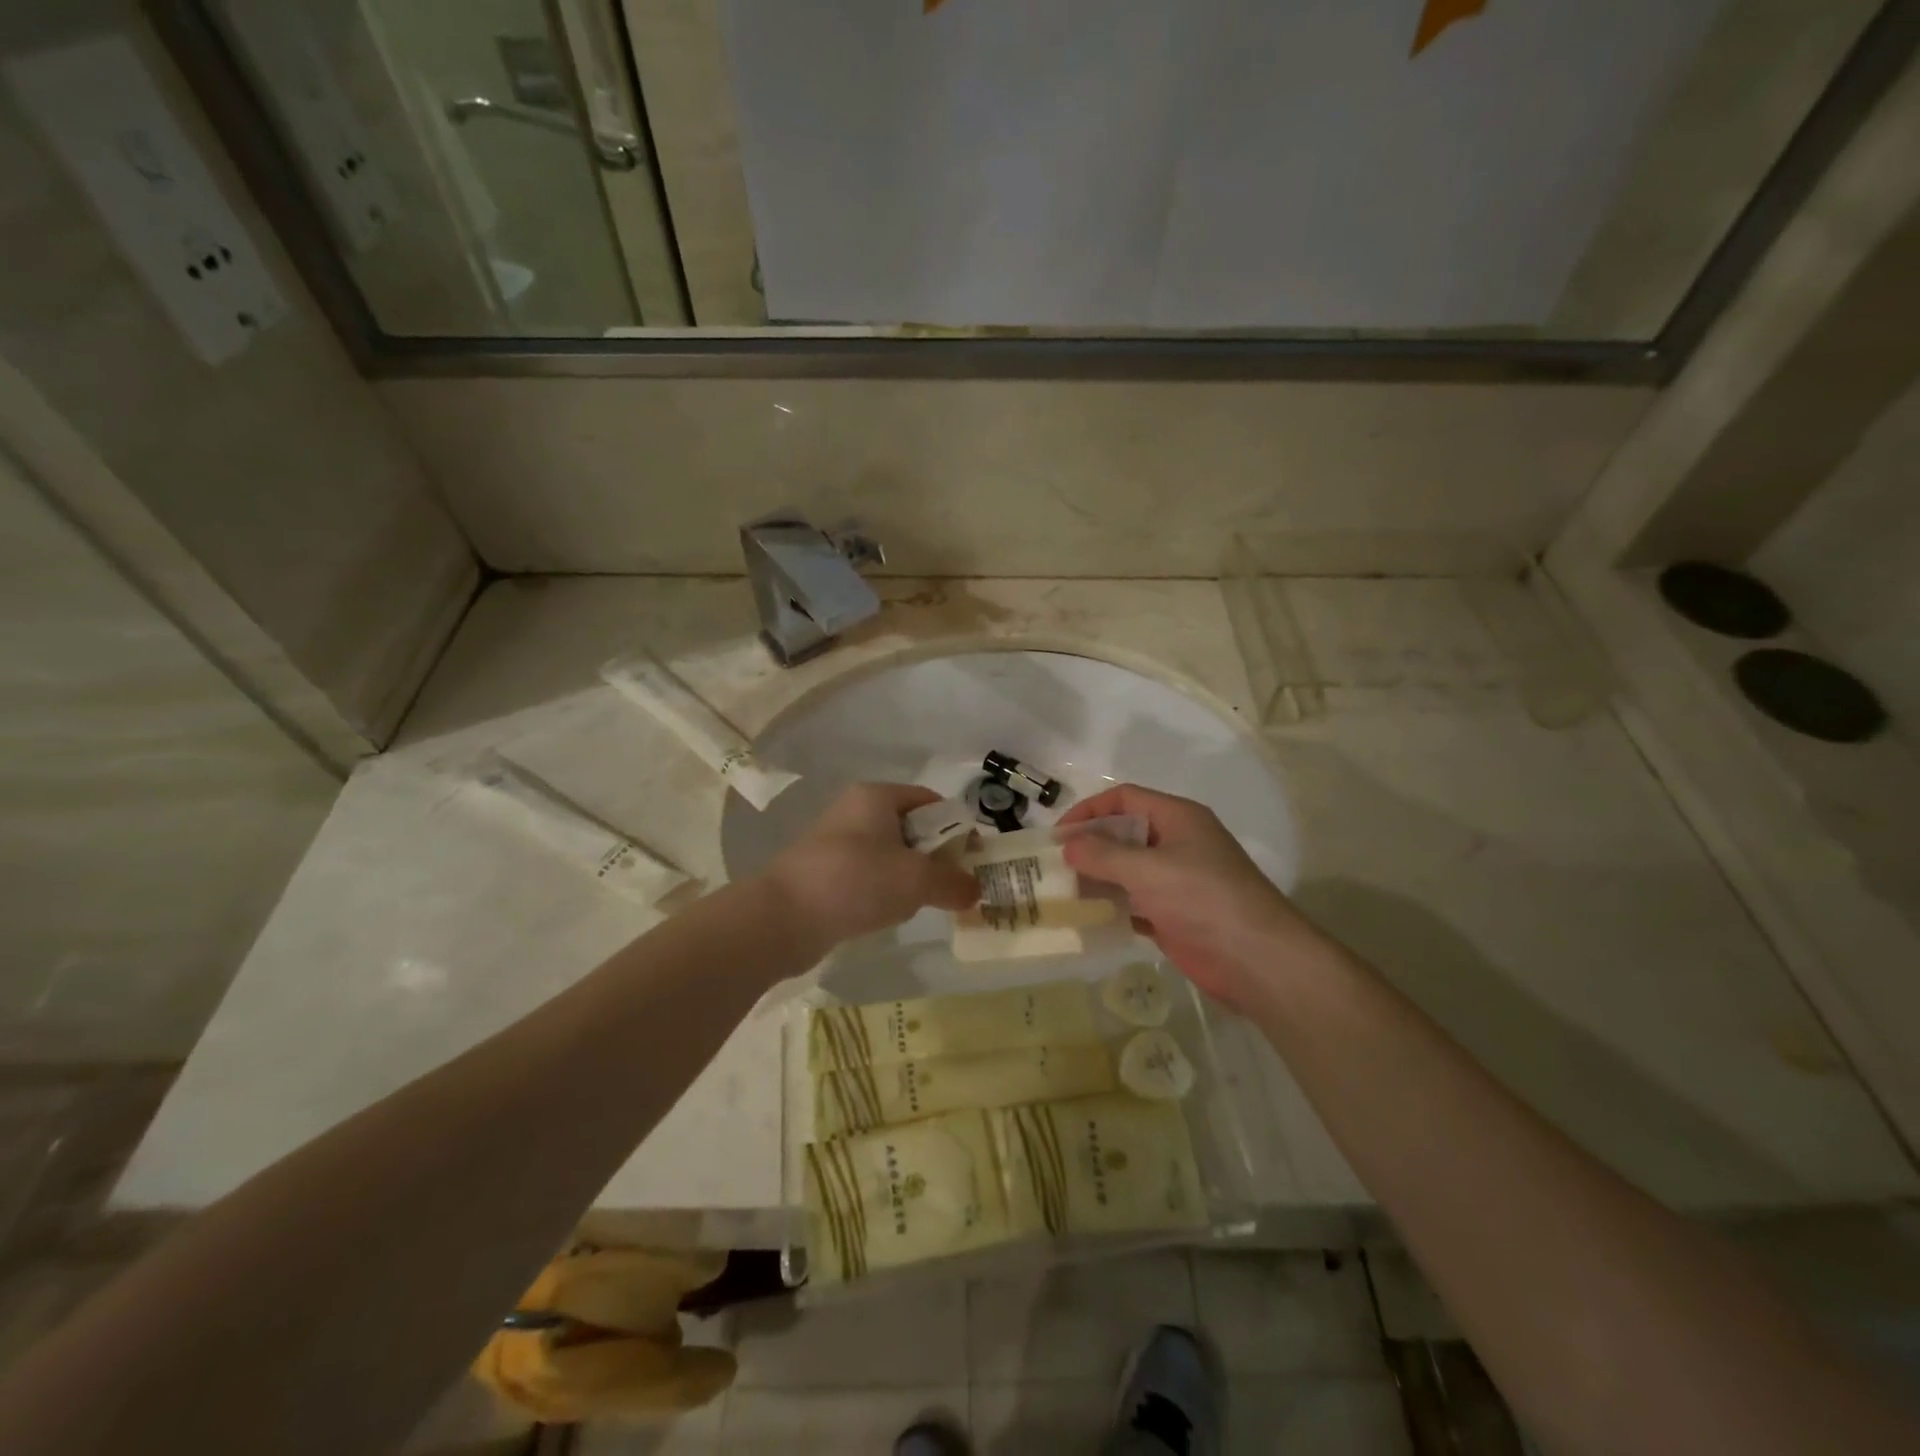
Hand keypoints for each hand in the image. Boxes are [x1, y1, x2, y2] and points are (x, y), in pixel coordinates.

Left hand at [766, 783, 979, 948]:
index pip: (931, 801)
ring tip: (925, 903)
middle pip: (912, 828)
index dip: (957, 826)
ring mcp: (837, 843)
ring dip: (911, 877)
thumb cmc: (856, 881)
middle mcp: (856, 812)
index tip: (974, 857)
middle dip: (936, 856)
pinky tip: (889, 914)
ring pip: (890, 855)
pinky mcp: (825, 873)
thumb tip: (975, 890)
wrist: (783, 917)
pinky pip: (868, 876)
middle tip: (956, 885)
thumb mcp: (916, 880)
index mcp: (878, 797)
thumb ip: (953, 882)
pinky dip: (884, 891)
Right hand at [1059, 783, 1329, 1010]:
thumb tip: (1068, 845)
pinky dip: (1111, 908)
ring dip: (1096, 879)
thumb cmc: (1203, 898)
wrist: (1257, 960)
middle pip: (1123, 834)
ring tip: (1061, 893)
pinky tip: (1086, 919)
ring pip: (1127, 871)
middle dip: (1089, 847)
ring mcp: (1176, 881)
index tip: (1059, 835)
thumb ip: (1104, 855)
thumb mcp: (1148, 870)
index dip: (1089, 810)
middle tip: (1053, 867)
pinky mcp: (1174, 915)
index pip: (1125, 799)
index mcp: (1177, 818)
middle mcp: (1176, 843)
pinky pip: (1134, 903)